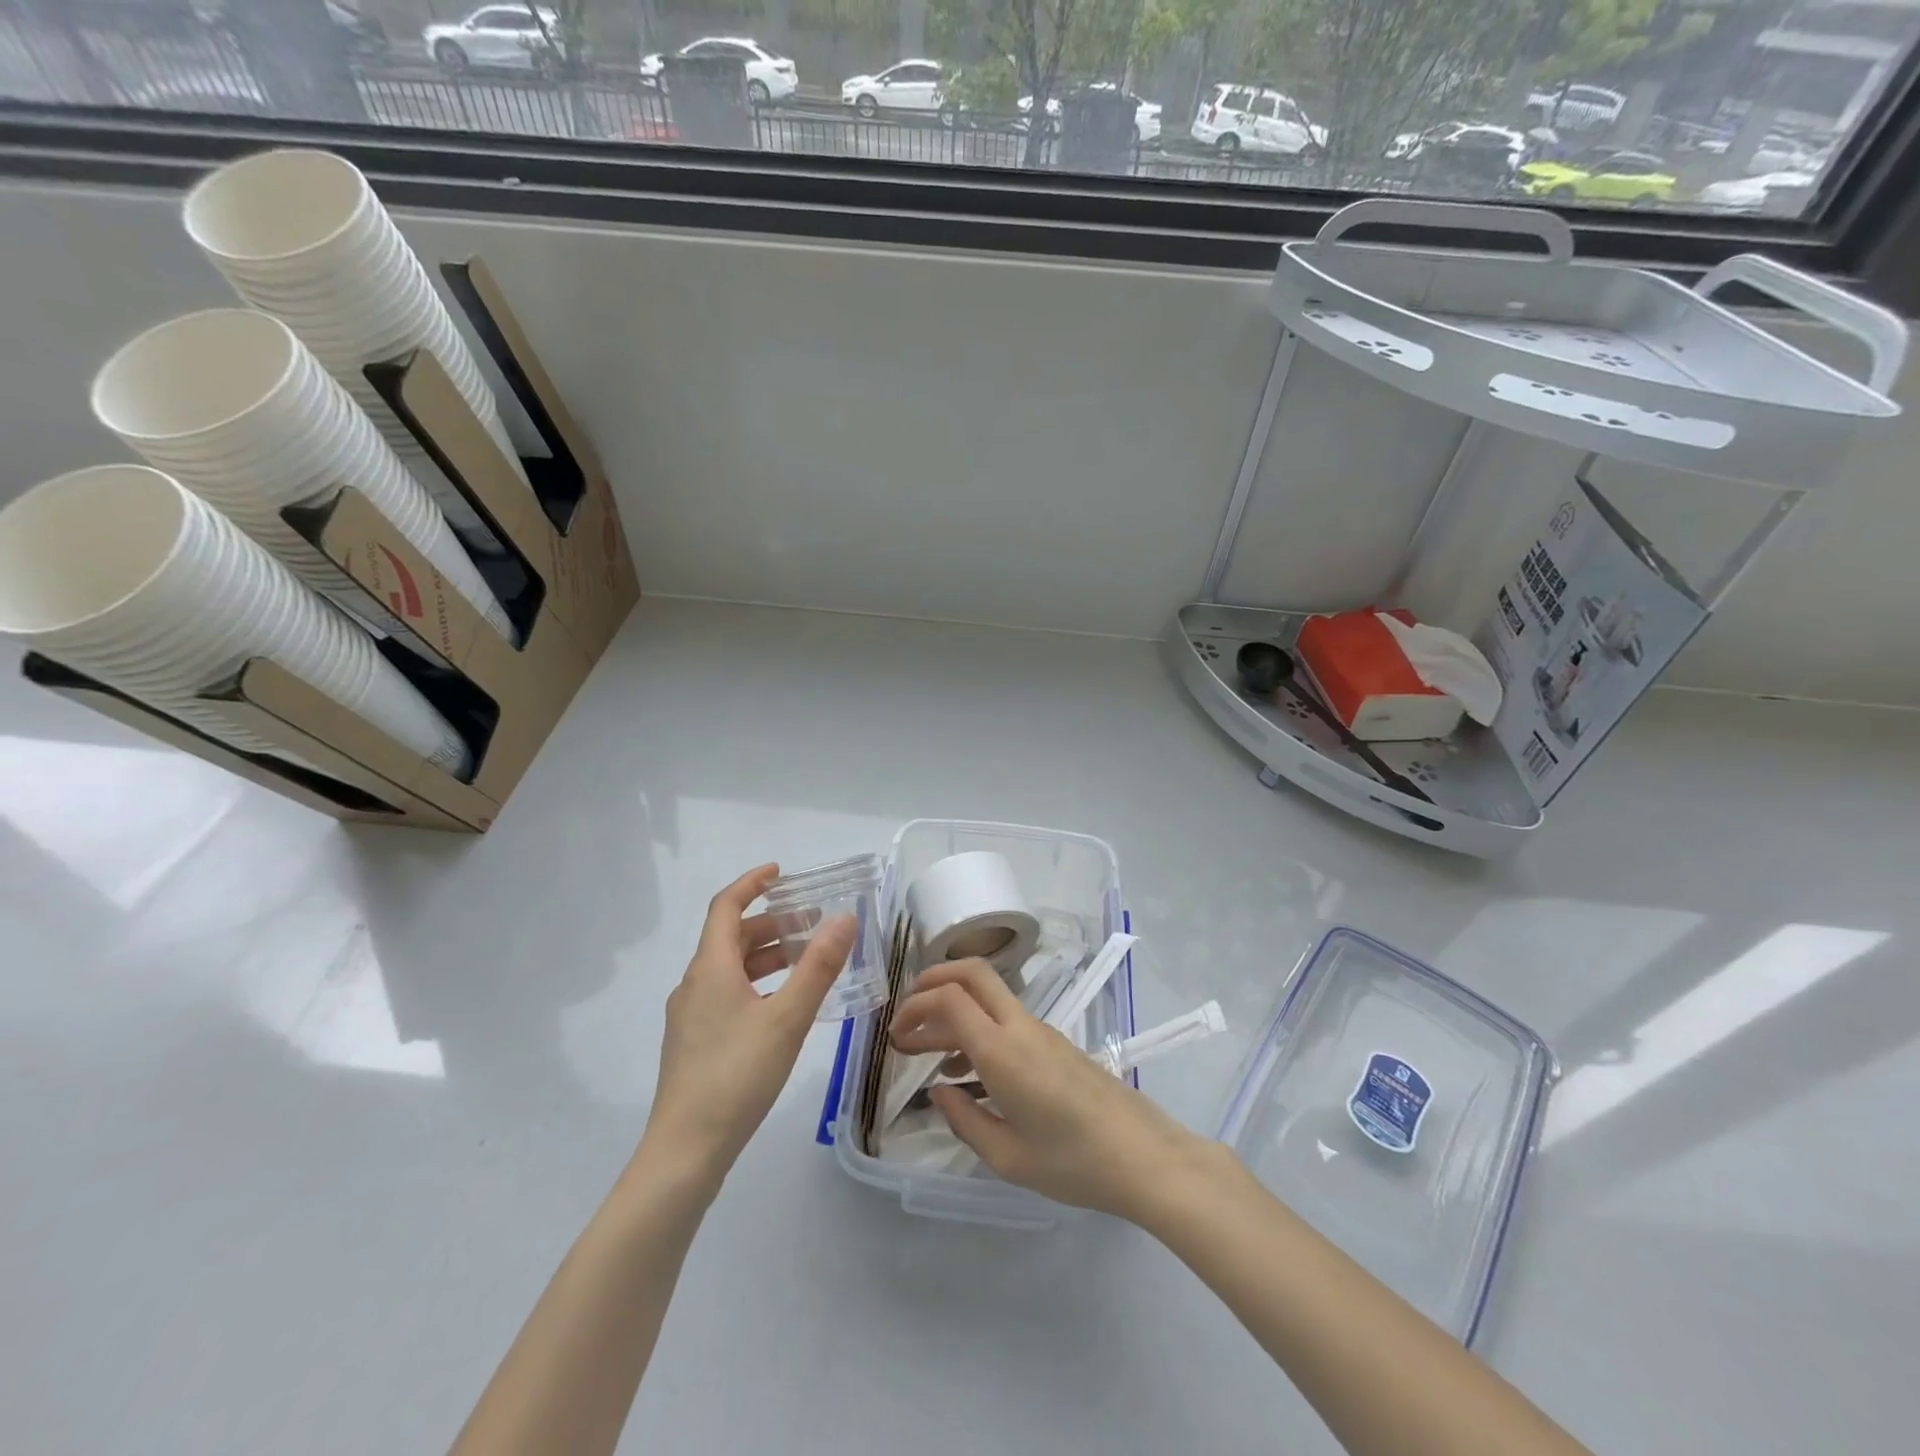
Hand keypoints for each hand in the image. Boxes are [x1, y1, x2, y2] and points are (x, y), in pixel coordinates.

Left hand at [642, 864, 856, 1182]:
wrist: (686, 1150)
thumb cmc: (737, 1075)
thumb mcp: (788, 1018)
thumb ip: (819, 966)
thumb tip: (844, 918)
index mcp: (710, 968)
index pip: (725, 906)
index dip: (751, 883)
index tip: (782, 873)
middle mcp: (695, 983)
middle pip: (731, 937)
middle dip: (772, 923)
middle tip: (812, 923)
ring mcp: (691, 1015)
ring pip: (731, 968)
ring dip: (767, 955)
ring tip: (807, 961)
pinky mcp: (695, 1042)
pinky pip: (728, 993)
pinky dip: (758, 983)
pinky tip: (784, 1006)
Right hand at [888, 959, 1212, 1221]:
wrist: (1143, 1156)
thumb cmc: (1073, 1163)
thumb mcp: (1008, 1157)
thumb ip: (964, 1120)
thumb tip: (939, 1092)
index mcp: (1002, 1051)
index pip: (950, 998)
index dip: (916, 1006)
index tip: (896, 1035)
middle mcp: (1019, 1027)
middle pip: (971, 973)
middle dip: (932, 982)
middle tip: (906, 1016)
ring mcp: (1040, 1031)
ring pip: (987, 997)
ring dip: (952, 1011)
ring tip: (922, 1052)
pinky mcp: (1054, 1043)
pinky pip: (1004, 1020)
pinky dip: (975, 1029)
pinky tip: (964, 1072)